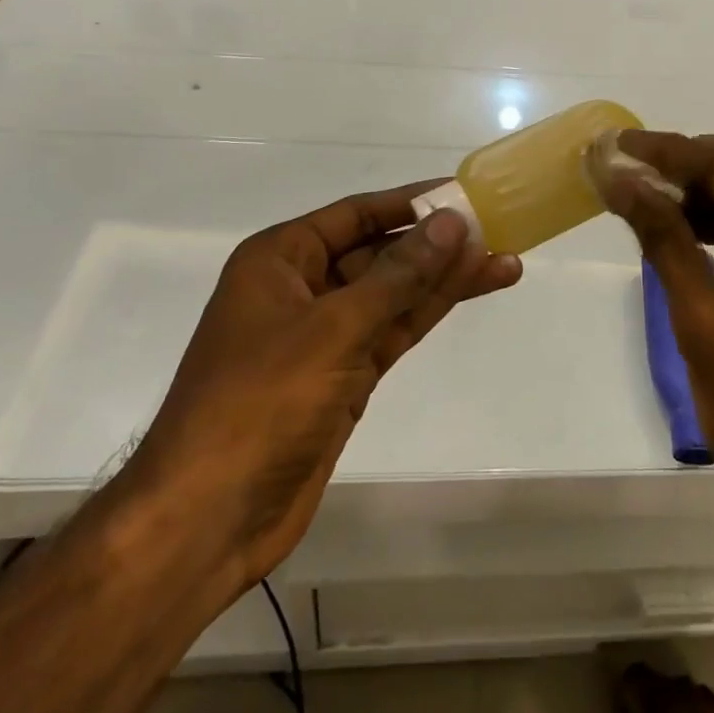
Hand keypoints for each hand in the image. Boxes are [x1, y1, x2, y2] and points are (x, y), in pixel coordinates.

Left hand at [131, 185, 520, 591]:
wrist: (208, 519)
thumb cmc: (259, 403)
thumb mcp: (333, 328)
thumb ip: (398, 275)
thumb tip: (451, 222)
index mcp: (280, 259)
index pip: (356, 213)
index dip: (410, 202)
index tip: (463, 193)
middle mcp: (302, 287)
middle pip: (380, 251)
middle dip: (436, 242)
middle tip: (497, 228)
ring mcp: (325, 335)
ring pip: (395, 292)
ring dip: (445, 277)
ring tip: (505, 258)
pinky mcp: (345, 375)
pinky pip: (394, 328)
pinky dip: (431, 310)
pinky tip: (473, 290)